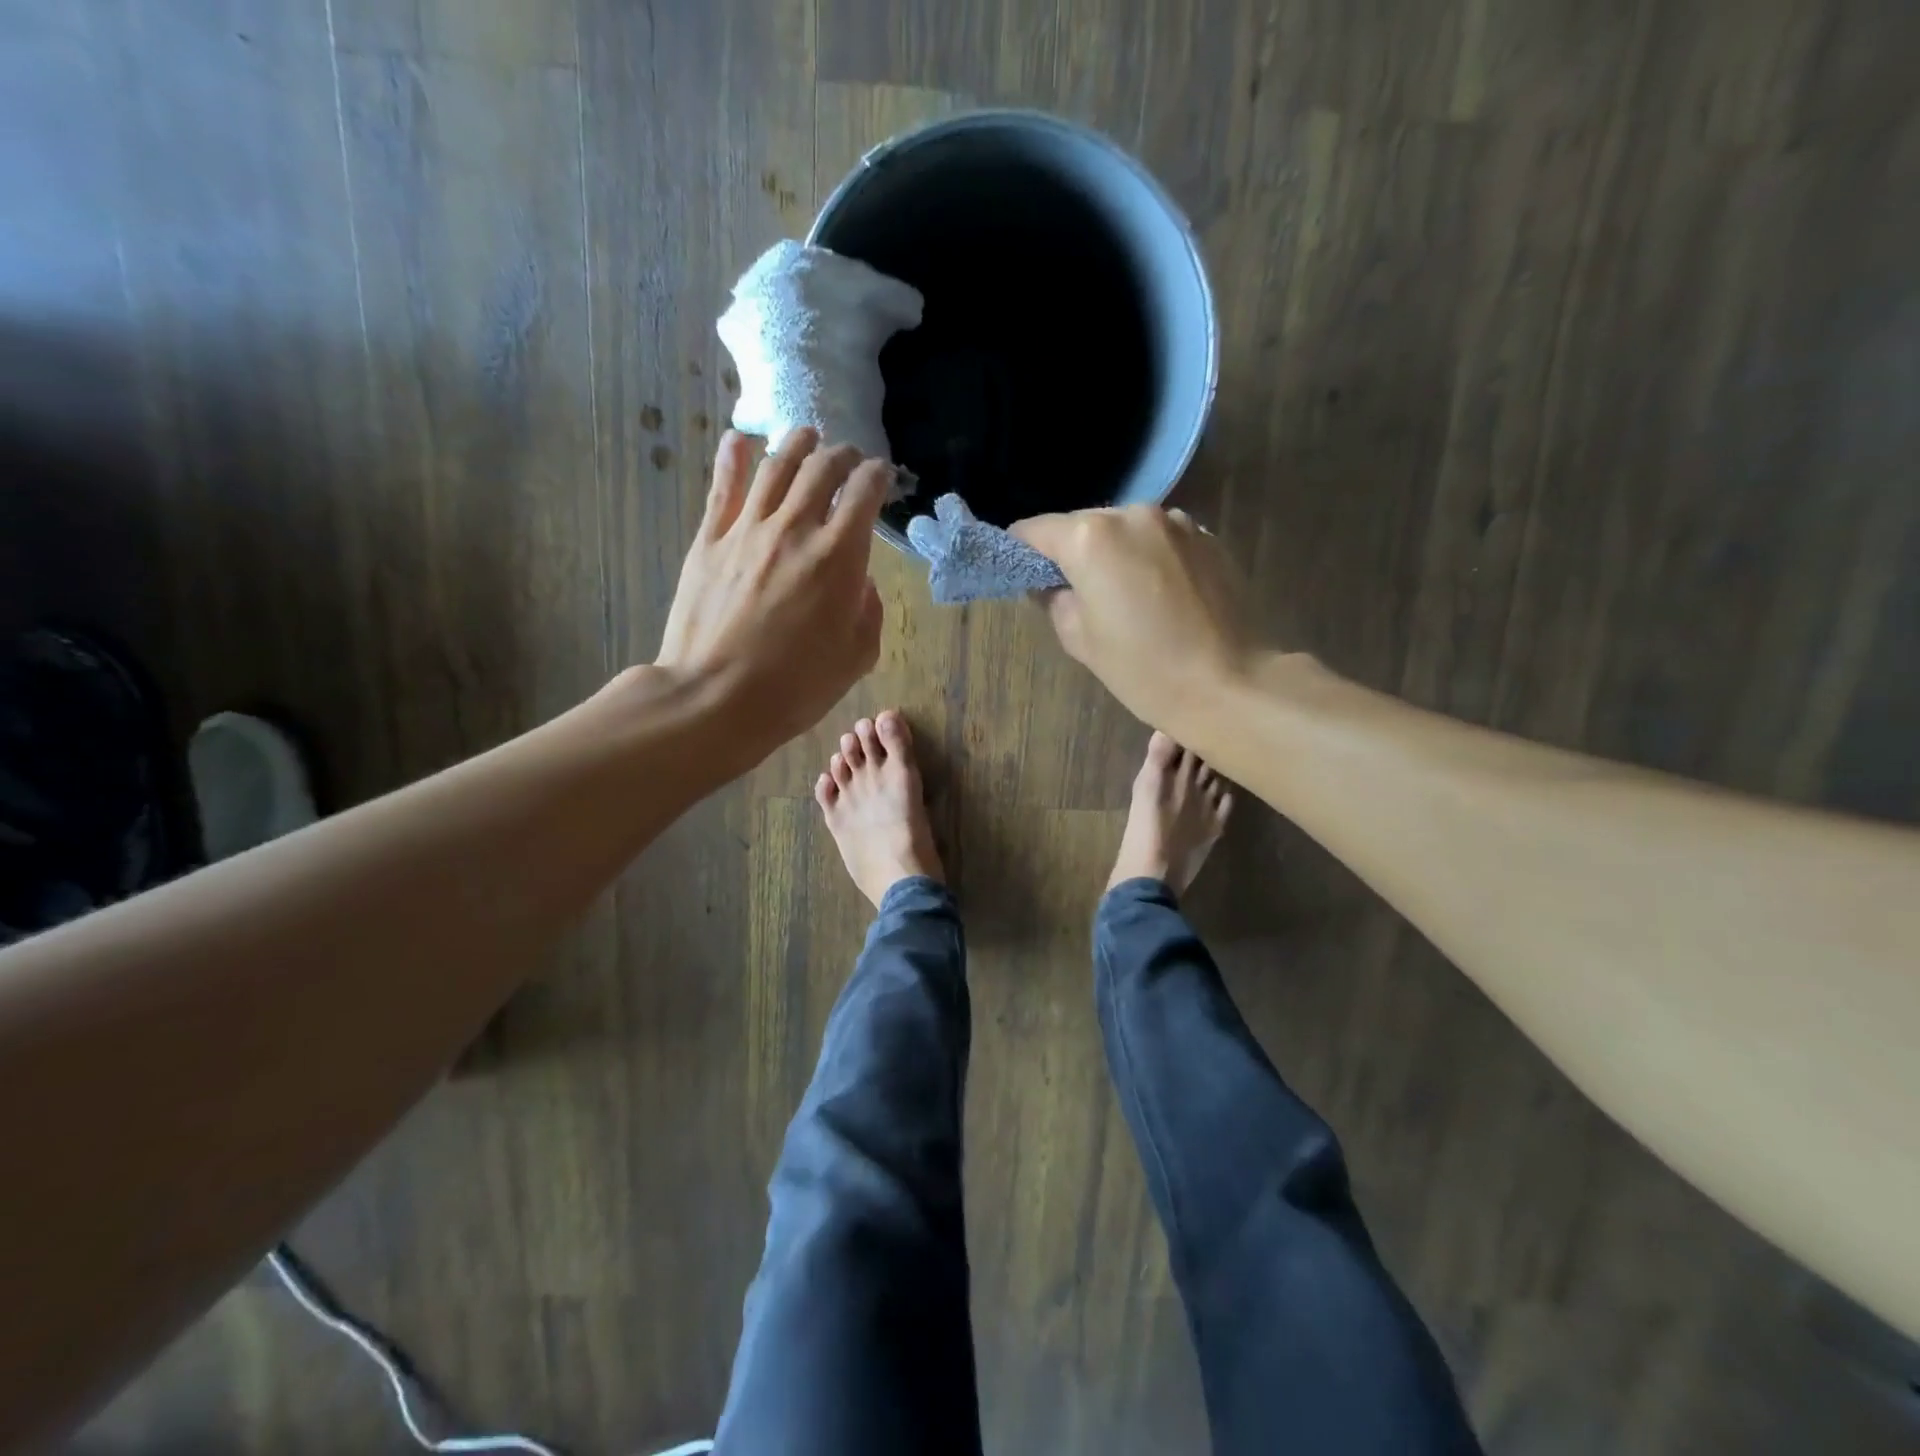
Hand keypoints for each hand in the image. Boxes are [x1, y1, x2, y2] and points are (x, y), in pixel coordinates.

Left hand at [655, 428, 889, 752]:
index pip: (865, 492)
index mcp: (839, 557)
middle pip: (822, 467)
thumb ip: (869, 611)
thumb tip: (862, 583)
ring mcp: (747, 529)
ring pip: (775, 465)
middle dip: (843, 455)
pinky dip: (734, 456)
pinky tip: (741, 440)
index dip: (879, 476)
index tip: (882, 477)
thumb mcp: (856, 657)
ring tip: (806, 437)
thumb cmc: (795, 687)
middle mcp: (795, 528)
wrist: (716, 698)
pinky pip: (723, 486)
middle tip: (849, 458)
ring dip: (797, 444)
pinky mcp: (708, 539)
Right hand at [1011, 505, 1261, 731]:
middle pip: (1082, 525)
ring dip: (1114, 554)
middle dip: (1071, 553)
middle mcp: (1132, 514)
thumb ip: (1053, 600)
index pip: (1034, 530)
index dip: (1021, 554)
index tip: (1024, 578)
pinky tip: (1161, 595)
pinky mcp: (1208, 536)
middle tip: (1077, 595)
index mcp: (1090, 538)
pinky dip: (1149, 557)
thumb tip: (1048, 584)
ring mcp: (1176, 521)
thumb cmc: (1145, 670)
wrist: (1231, 684)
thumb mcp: (1081, 641)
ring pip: (1124, 529)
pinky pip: (1160, 539)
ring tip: (1125, 597)